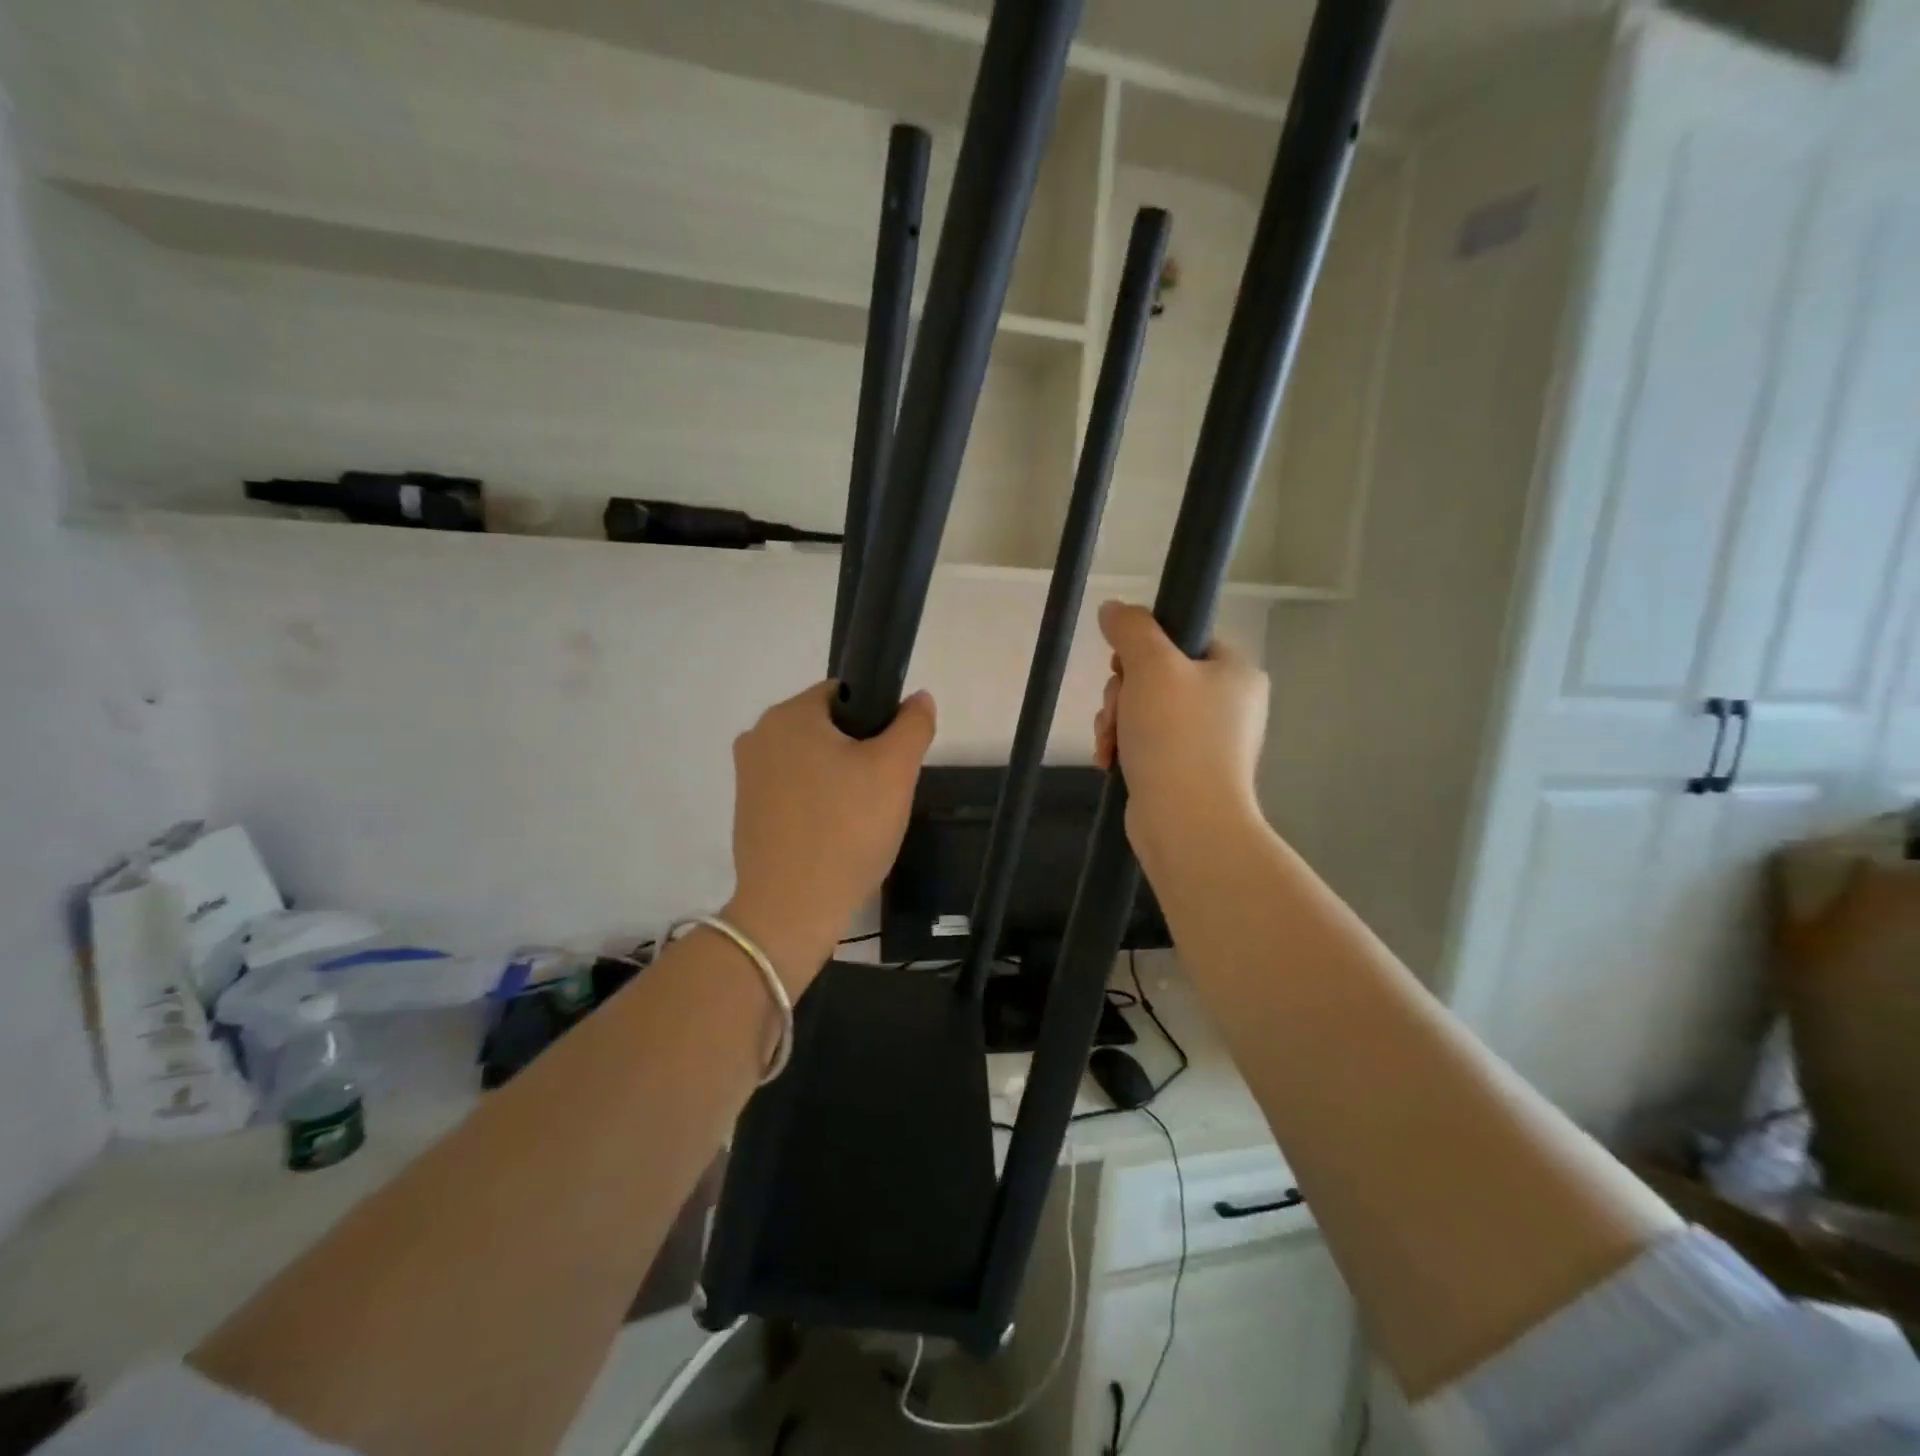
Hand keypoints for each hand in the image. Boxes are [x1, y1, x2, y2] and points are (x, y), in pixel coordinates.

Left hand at [725, 682, 936, 995]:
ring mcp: (748, 776)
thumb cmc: (845, 830)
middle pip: (828, 728)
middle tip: (883, 793)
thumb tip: (918, 698)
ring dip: (840, 779)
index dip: (878, 719)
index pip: (845, 693)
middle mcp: (759, 736)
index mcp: (788, 715)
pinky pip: (795, 791)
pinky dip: (818, 803)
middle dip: (860, 753)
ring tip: (861, 818)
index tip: (893, 758)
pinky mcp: (748, 811)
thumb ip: (912, 725)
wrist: (791, 910)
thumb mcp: (895, 771)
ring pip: (813, 761)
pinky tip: (835, 834)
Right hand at [1094, 601, 1269, 870]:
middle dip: (1122, 694)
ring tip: (1110, 744)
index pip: (1184, 638)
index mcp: (1235, 671)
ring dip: (1116, 722)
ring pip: (1145, 710)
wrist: (1186, 822)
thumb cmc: (1176, 735)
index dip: (1144, 649)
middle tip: (1117, 713)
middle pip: (1158, 676)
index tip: (1122, 668)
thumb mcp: (1151, 667)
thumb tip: (1113, 608)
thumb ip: (1131, 629)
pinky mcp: (1186, 770)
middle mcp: (1228, 703)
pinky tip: (1109, 761)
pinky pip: (1147, 743)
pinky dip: (1124, 747)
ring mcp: (1209, 740)